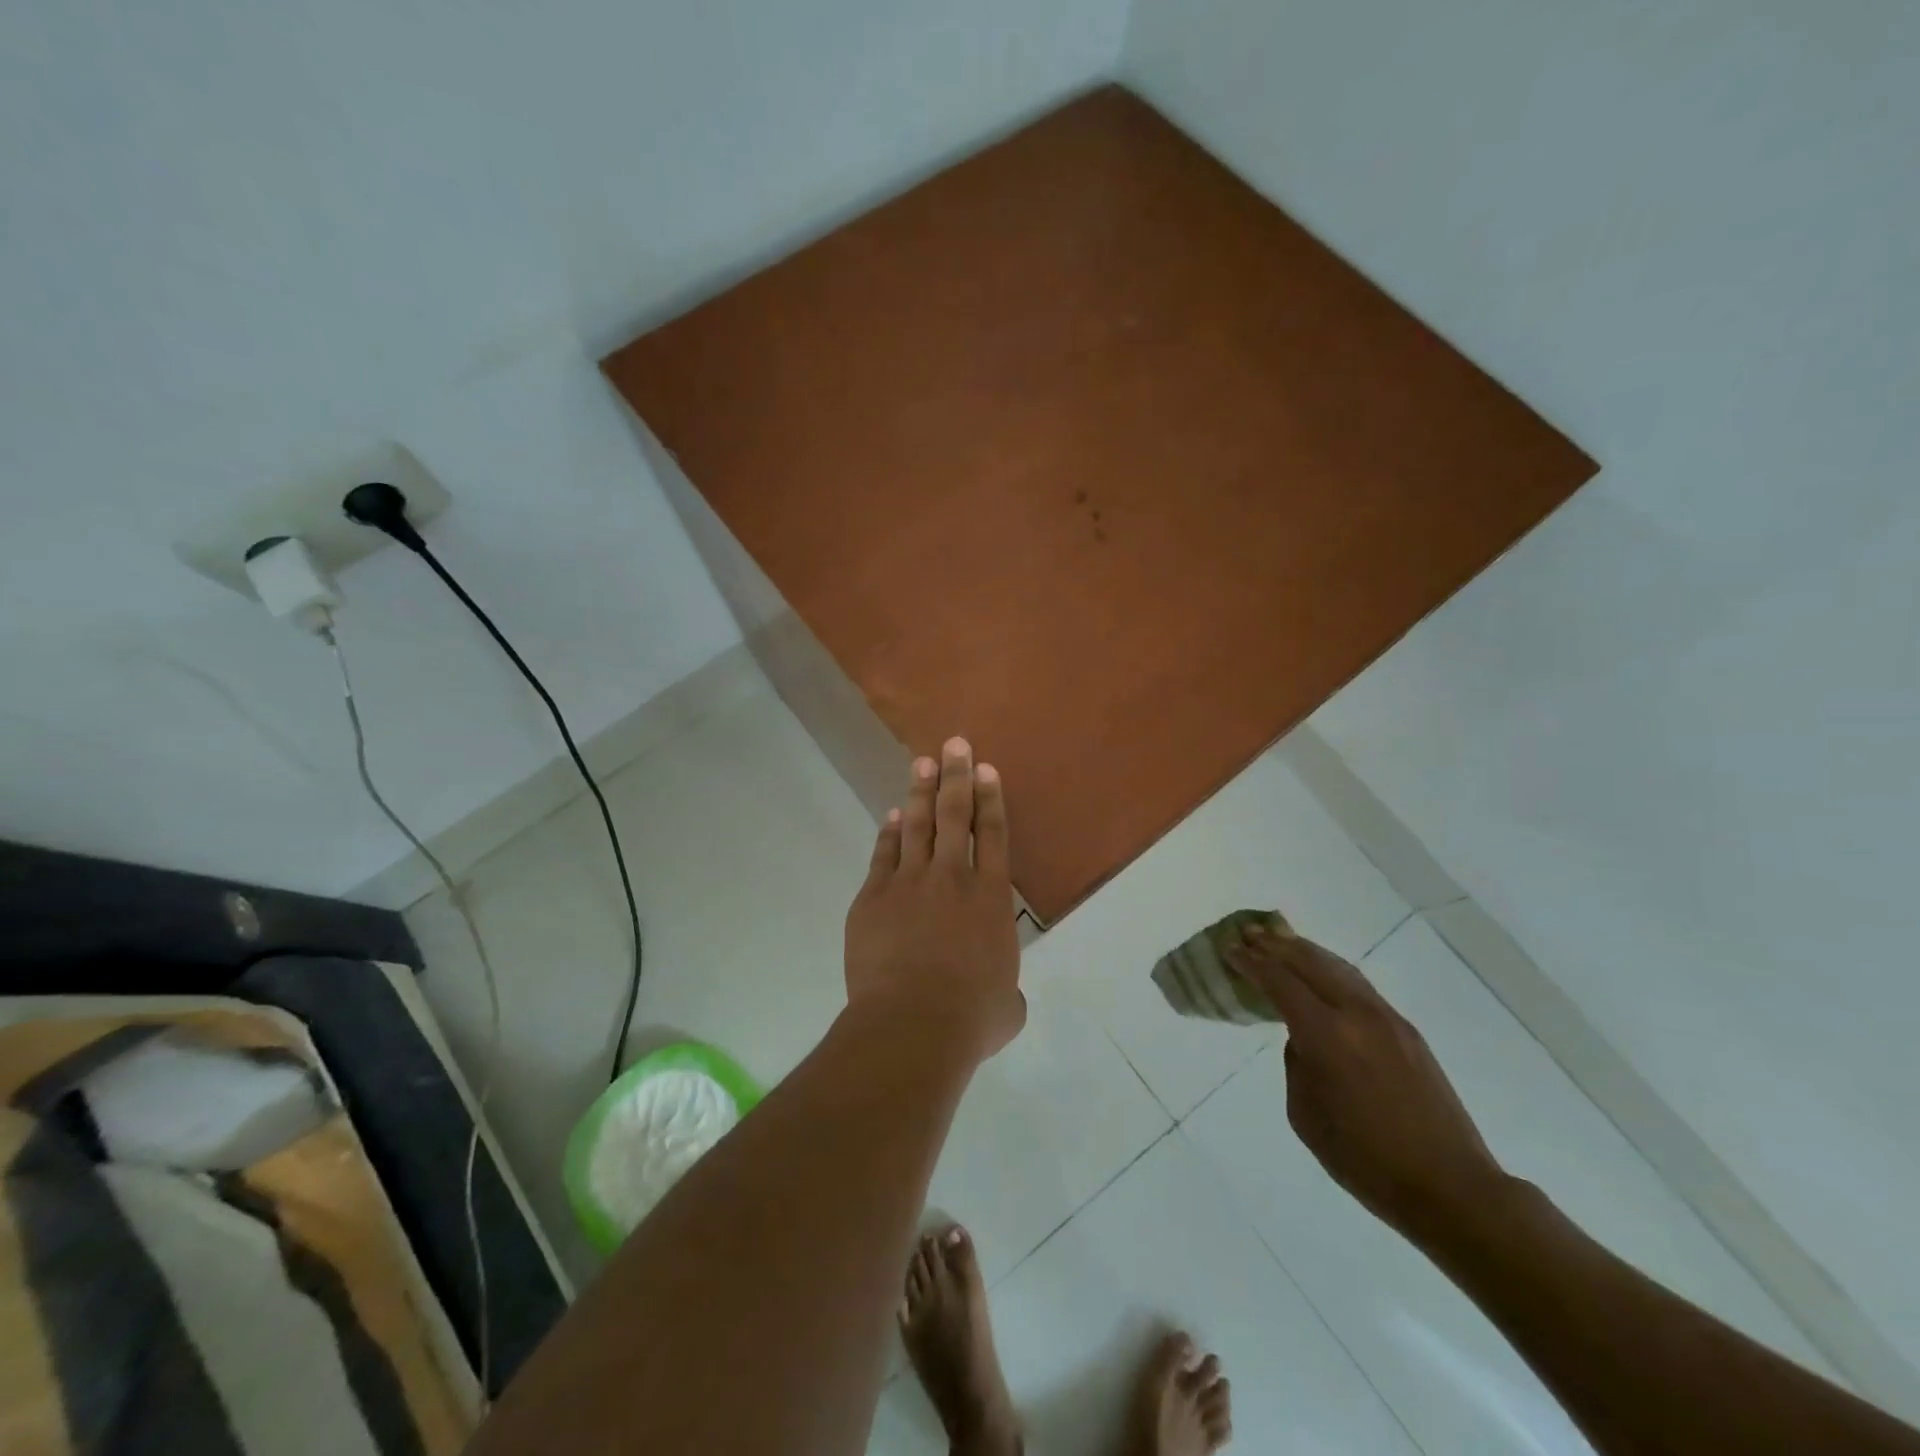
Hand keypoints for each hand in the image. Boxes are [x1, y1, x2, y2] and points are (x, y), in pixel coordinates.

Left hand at [844, 738, 1024, 1060]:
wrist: (912, 1025)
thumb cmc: (970, 1019)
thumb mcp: (1006, 1007)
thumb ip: (1005, 989)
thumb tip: (1001, 996)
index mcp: (991, 898)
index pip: (995, 835)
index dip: (991, 798)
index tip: (987, 769)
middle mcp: (953, 878)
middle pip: (956, 815)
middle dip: (957, 775)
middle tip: (955, 744)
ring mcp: (909, 883)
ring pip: (918, 826)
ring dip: (922, 792)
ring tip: (923, 762)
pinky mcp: (874, 898)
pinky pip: (884, 855)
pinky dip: (890, 833)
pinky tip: (893, 816)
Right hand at [1224, 923, 1505, 1241]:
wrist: (1450, 1187)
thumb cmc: (1365, 1160)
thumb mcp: (1305, 1115)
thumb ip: (1296, 1064)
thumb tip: (1302, 1039)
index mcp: (1326, 1035)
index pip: (1279, 981)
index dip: (1251, 962)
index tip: (1229, 949)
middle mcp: (1357, 1014)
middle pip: (1309, 962)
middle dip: (1274, 944)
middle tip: (1247, 933)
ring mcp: (1387, 1018)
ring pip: (1338, 967)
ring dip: (1304, 950)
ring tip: (1279, 939)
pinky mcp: (1407, 1030)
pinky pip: (1358, 985)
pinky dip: (1330, 969)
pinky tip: (1320, 972)